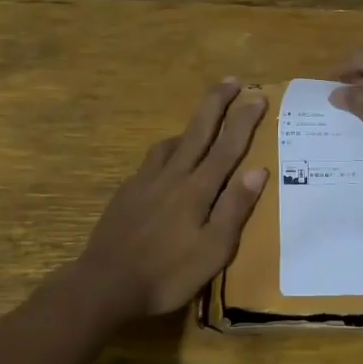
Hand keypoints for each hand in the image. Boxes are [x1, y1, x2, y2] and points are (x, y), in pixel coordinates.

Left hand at [73, 78, 269, 320]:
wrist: (105, 283)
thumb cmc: (167, 273)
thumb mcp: (213, 251)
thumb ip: (234, 208)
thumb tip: (258, 170)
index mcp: (197, 189)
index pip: (227, 146)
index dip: (244, 120)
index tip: (258, 95)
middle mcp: (172, 176)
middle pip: (198, 131)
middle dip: (216, 102)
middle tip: (231, 80)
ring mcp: (145, 182)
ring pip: (171, 143)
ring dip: (190, 127)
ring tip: (201, 124)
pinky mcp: (126, 193)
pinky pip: (152, 161)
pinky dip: (167, 151)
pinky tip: (166, 164)